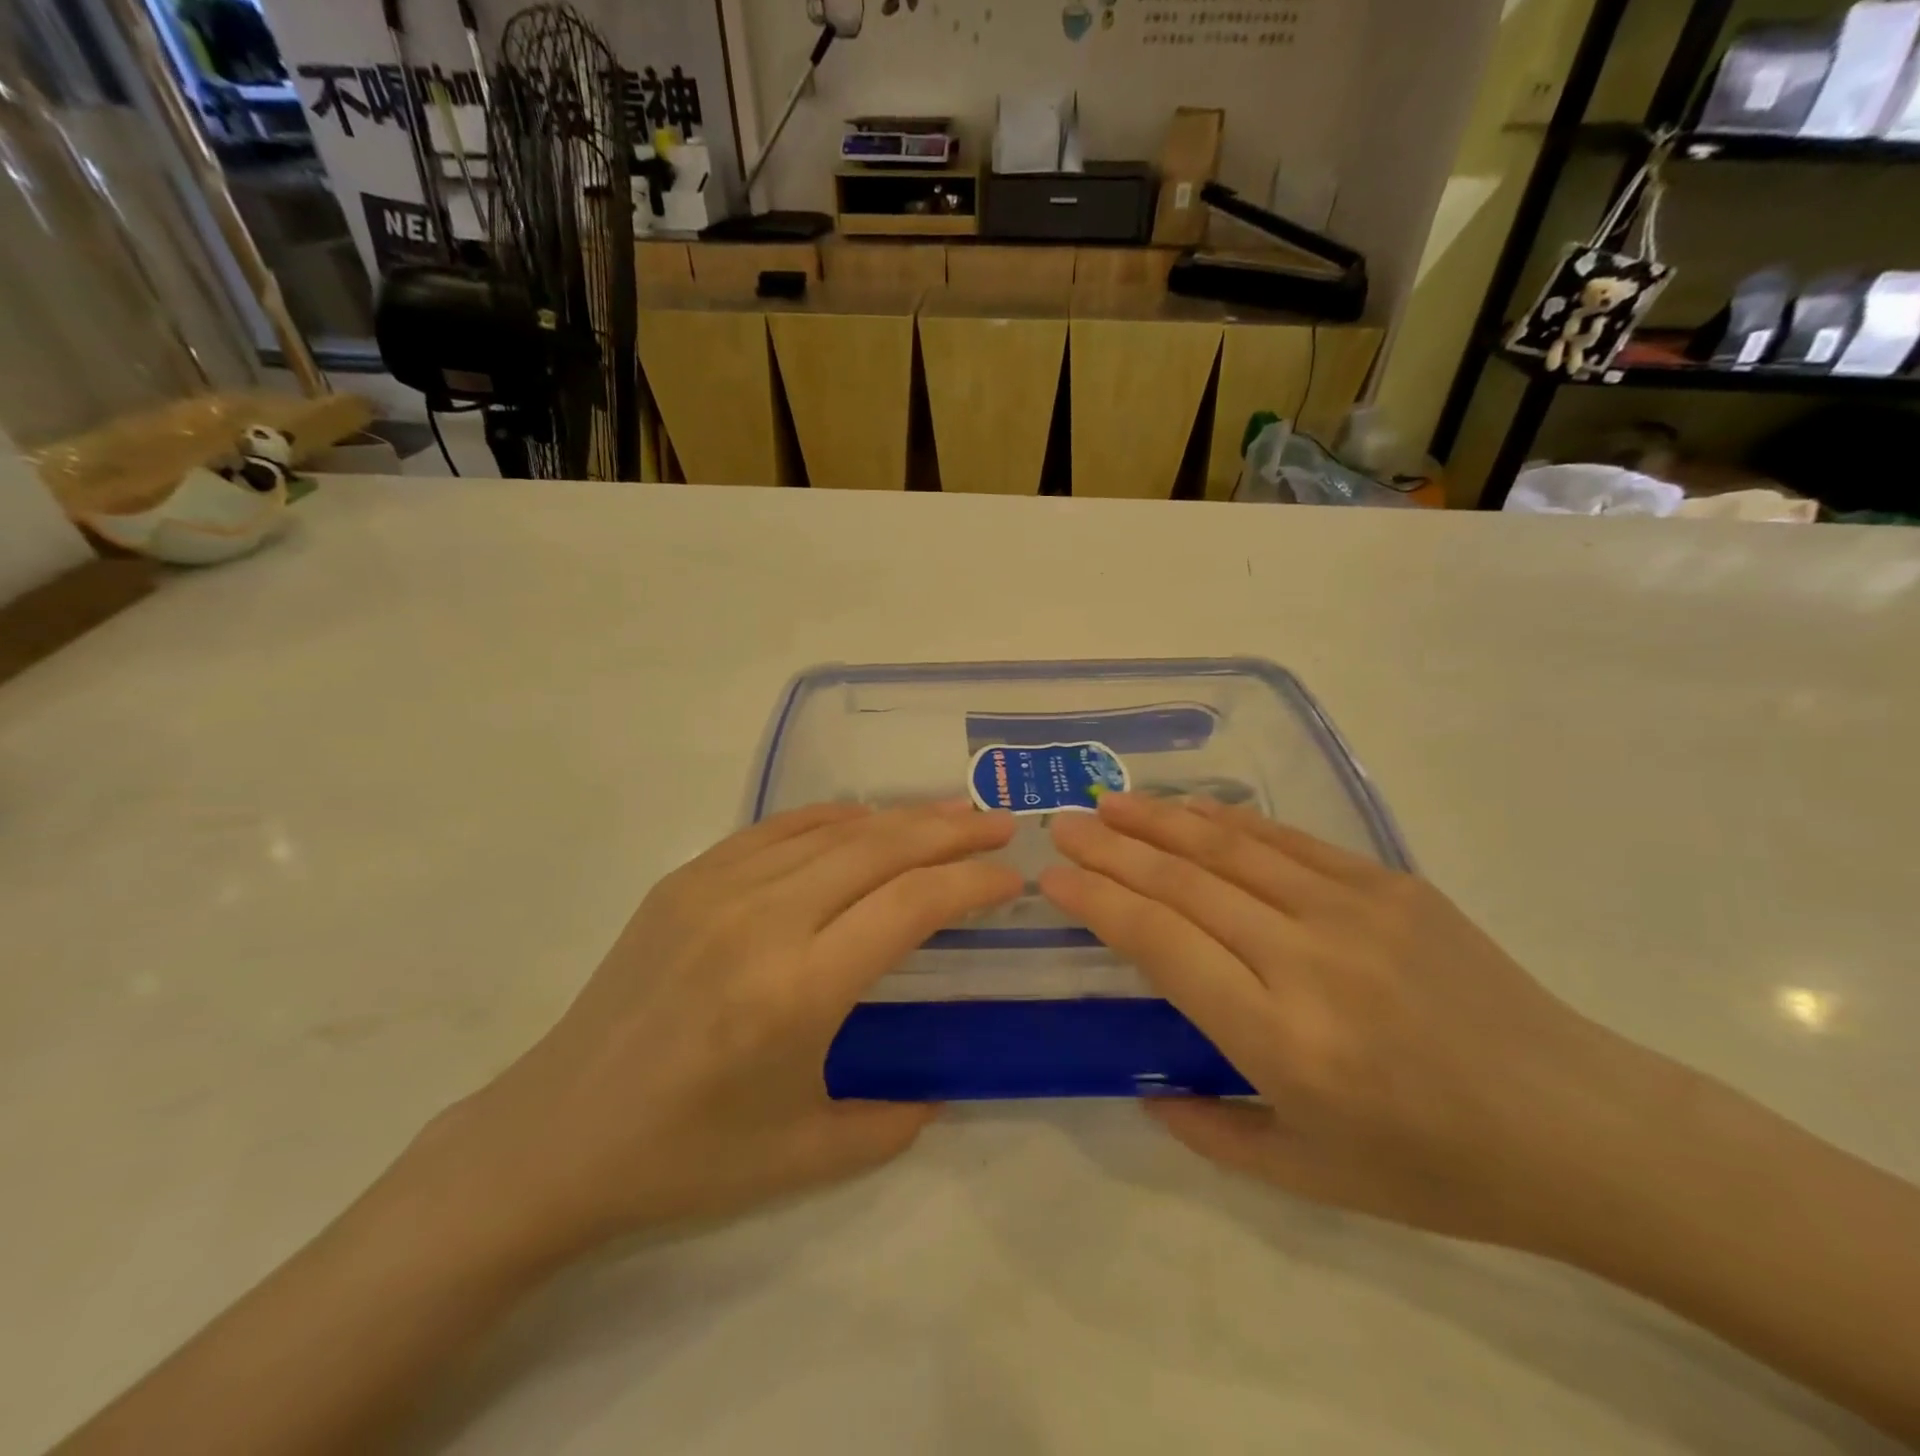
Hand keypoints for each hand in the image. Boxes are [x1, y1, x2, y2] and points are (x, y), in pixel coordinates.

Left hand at [416, 801, 1020, 1264]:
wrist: (553, 1136)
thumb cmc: (684, 1157)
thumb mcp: (804, 1155)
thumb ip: (890, 1119)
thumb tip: (940, 1087)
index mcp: (796, 990)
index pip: (910, 906)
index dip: (971, 883)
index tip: (1012, 876)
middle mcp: (761, 921)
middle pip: (879, 849)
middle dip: (951, 832)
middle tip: (999, 825)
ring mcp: (716, 889)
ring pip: (831, 830)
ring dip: (899, 817)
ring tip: (948, 815)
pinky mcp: (685, 880)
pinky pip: (777, 829)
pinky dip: (832, 818)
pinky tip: (863, 820)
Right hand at [1041, 794, 1638, 1250]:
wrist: (1581, 1127)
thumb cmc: (1438, 1168)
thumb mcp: (1311, 1178)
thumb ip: (1212, 1133)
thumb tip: (1144, 1091)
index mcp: (1281, 1039)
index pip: (1161, 944)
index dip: (1098, 902)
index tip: (1053, 878)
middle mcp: (1308, 961)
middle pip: (1184, 884)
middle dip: (1111, 849)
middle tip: (1062, 826)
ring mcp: (1353, 911)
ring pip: (1229, 848)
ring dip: (1159, 820)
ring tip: (1109, 802)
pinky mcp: (1390, 884)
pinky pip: (1288, 840)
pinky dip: (1228, 820)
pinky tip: (1190, 809)